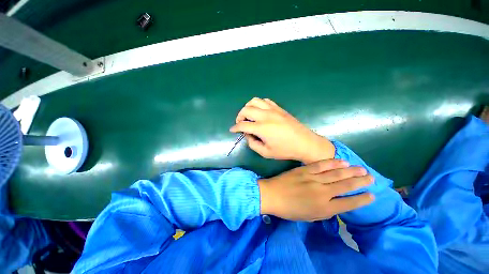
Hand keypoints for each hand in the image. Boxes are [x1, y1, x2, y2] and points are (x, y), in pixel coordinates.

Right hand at [230, 98, 333, 163]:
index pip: (243, 125)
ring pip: (254, 101)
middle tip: (240, 123)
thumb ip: (253, 144)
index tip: (232, 130)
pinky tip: (260, 111)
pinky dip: (259, 104)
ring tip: (249, 115)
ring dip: (248, 107)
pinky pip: (265, 101)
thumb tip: (248, 135)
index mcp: (262, 128)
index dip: (235, 128)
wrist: (305, 143)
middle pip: (246, 109)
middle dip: (239, 116)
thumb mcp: (265, 152)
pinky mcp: (279, 108)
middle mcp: (265, 116)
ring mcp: (273, 110)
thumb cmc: (285, 150)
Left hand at [258, 159, 374, 220]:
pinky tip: (342, 162)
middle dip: (361, 182)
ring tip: (362, 169)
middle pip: (346, 186)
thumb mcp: (309, 217)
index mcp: (324, 208)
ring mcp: (313, 179)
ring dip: (351, 171)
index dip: (362, 199)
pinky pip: (321, 165)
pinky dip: (333, 163)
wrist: (272, 195)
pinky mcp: (305, 170)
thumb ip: (324, 211)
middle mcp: (322, 193)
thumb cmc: (289, 209)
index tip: (372, 195)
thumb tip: (336, 203)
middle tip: (371, 178)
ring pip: (336, 174)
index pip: (349, 204)